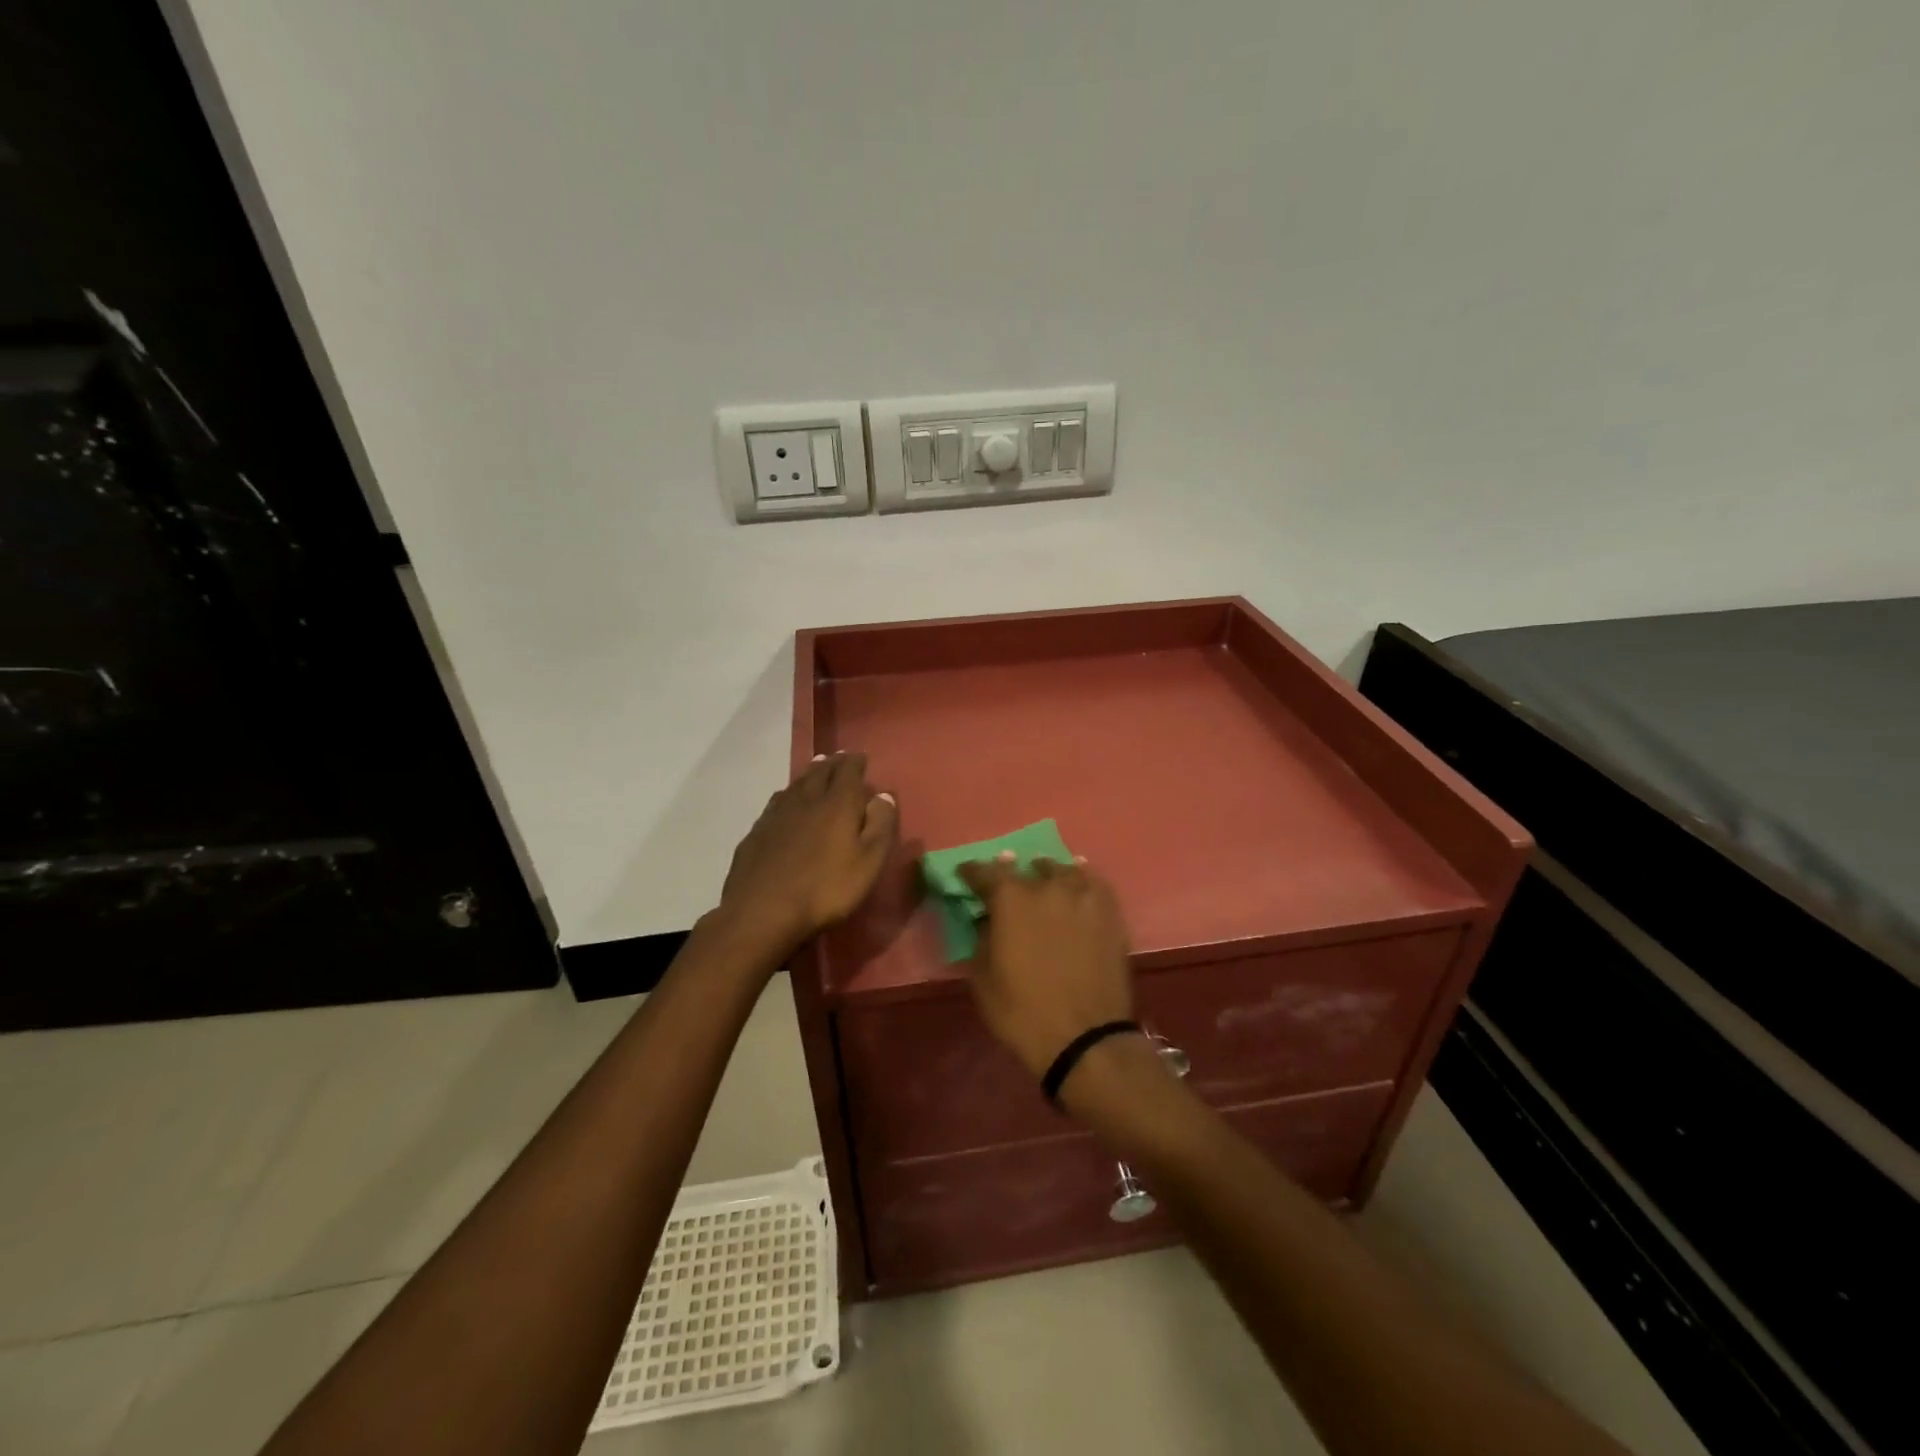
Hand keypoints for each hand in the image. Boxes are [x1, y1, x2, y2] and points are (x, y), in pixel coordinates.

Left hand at [717, 752, 898, 957]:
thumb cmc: (826, 889)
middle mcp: (806, 801)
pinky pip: (776, 803)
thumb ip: (880, 826)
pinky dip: (787, 795)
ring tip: (815, 769)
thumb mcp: (868, 863)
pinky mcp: (757, 833)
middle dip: (832, 763)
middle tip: (838, 757)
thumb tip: (883, 795)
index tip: (860, 756)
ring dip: (809, 775)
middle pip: (820, 773)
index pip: (848, 773)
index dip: (855, 763)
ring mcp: (777, 815)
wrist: (762, 911)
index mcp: (838, 805)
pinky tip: (784, 801)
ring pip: (796, 785)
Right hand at [956, 856, 1134, 1080]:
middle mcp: (1047, 887)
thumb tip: (987, 920)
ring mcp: (1082, 897)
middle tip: (1010, 887)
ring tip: (1046, 883)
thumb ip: (981, 938)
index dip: (972, 872)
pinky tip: (1079, 886)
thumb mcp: (982, 979)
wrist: (1084, 1038)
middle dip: (1014, 875)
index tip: (966, 874)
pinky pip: (1094, 883)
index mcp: (1010, 899)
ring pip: (1063, 870)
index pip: (985, 872)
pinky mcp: (1109, 913)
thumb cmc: (1022, 1012)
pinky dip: (1082, 880)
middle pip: (1027, 867)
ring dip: (1049, 875)